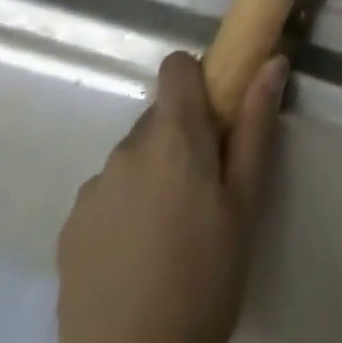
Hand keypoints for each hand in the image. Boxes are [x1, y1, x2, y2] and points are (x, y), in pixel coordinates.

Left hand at [58, 50, 286, 342]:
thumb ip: (256, 126)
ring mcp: (92, 190)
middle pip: (159, 118)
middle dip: (182, 139)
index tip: (217, 117)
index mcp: (172, 134)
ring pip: (133, 159)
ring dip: (152, 176)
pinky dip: (124, 210)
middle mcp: (126, 148)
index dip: (198, 80)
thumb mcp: (244, 204)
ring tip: (170, 235)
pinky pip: (106, 196)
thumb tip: (272, 61)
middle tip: (204, 191)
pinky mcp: (69, 231)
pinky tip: (137, 259)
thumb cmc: (203, 281)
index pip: (176, 67)